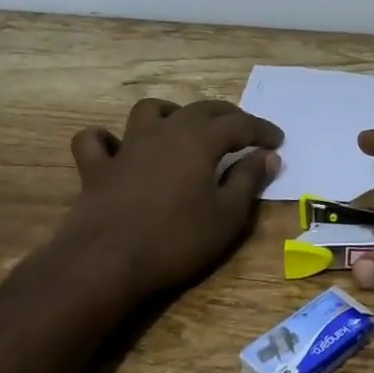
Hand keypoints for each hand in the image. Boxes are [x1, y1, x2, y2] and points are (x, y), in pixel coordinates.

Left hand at [46, 98, 281, 304]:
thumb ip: (249, 180)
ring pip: (149, 111)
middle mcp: (165, 131)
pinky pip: (95, 141)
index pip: (240, 124)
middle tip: (243, 132)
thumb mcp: (227, 216)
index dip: (262, 130)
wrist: (105, 263)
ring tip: (183, 129)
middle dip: (227, 116)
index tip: (277, 141)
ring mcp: (127, 146)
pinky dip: (107, 139)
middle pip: (201, 109)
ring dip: (171, 113)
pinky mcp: (97, 168)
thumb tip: (268, 156)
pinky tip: (117, 149)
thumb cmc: (175, 240)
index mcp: (200, 139)